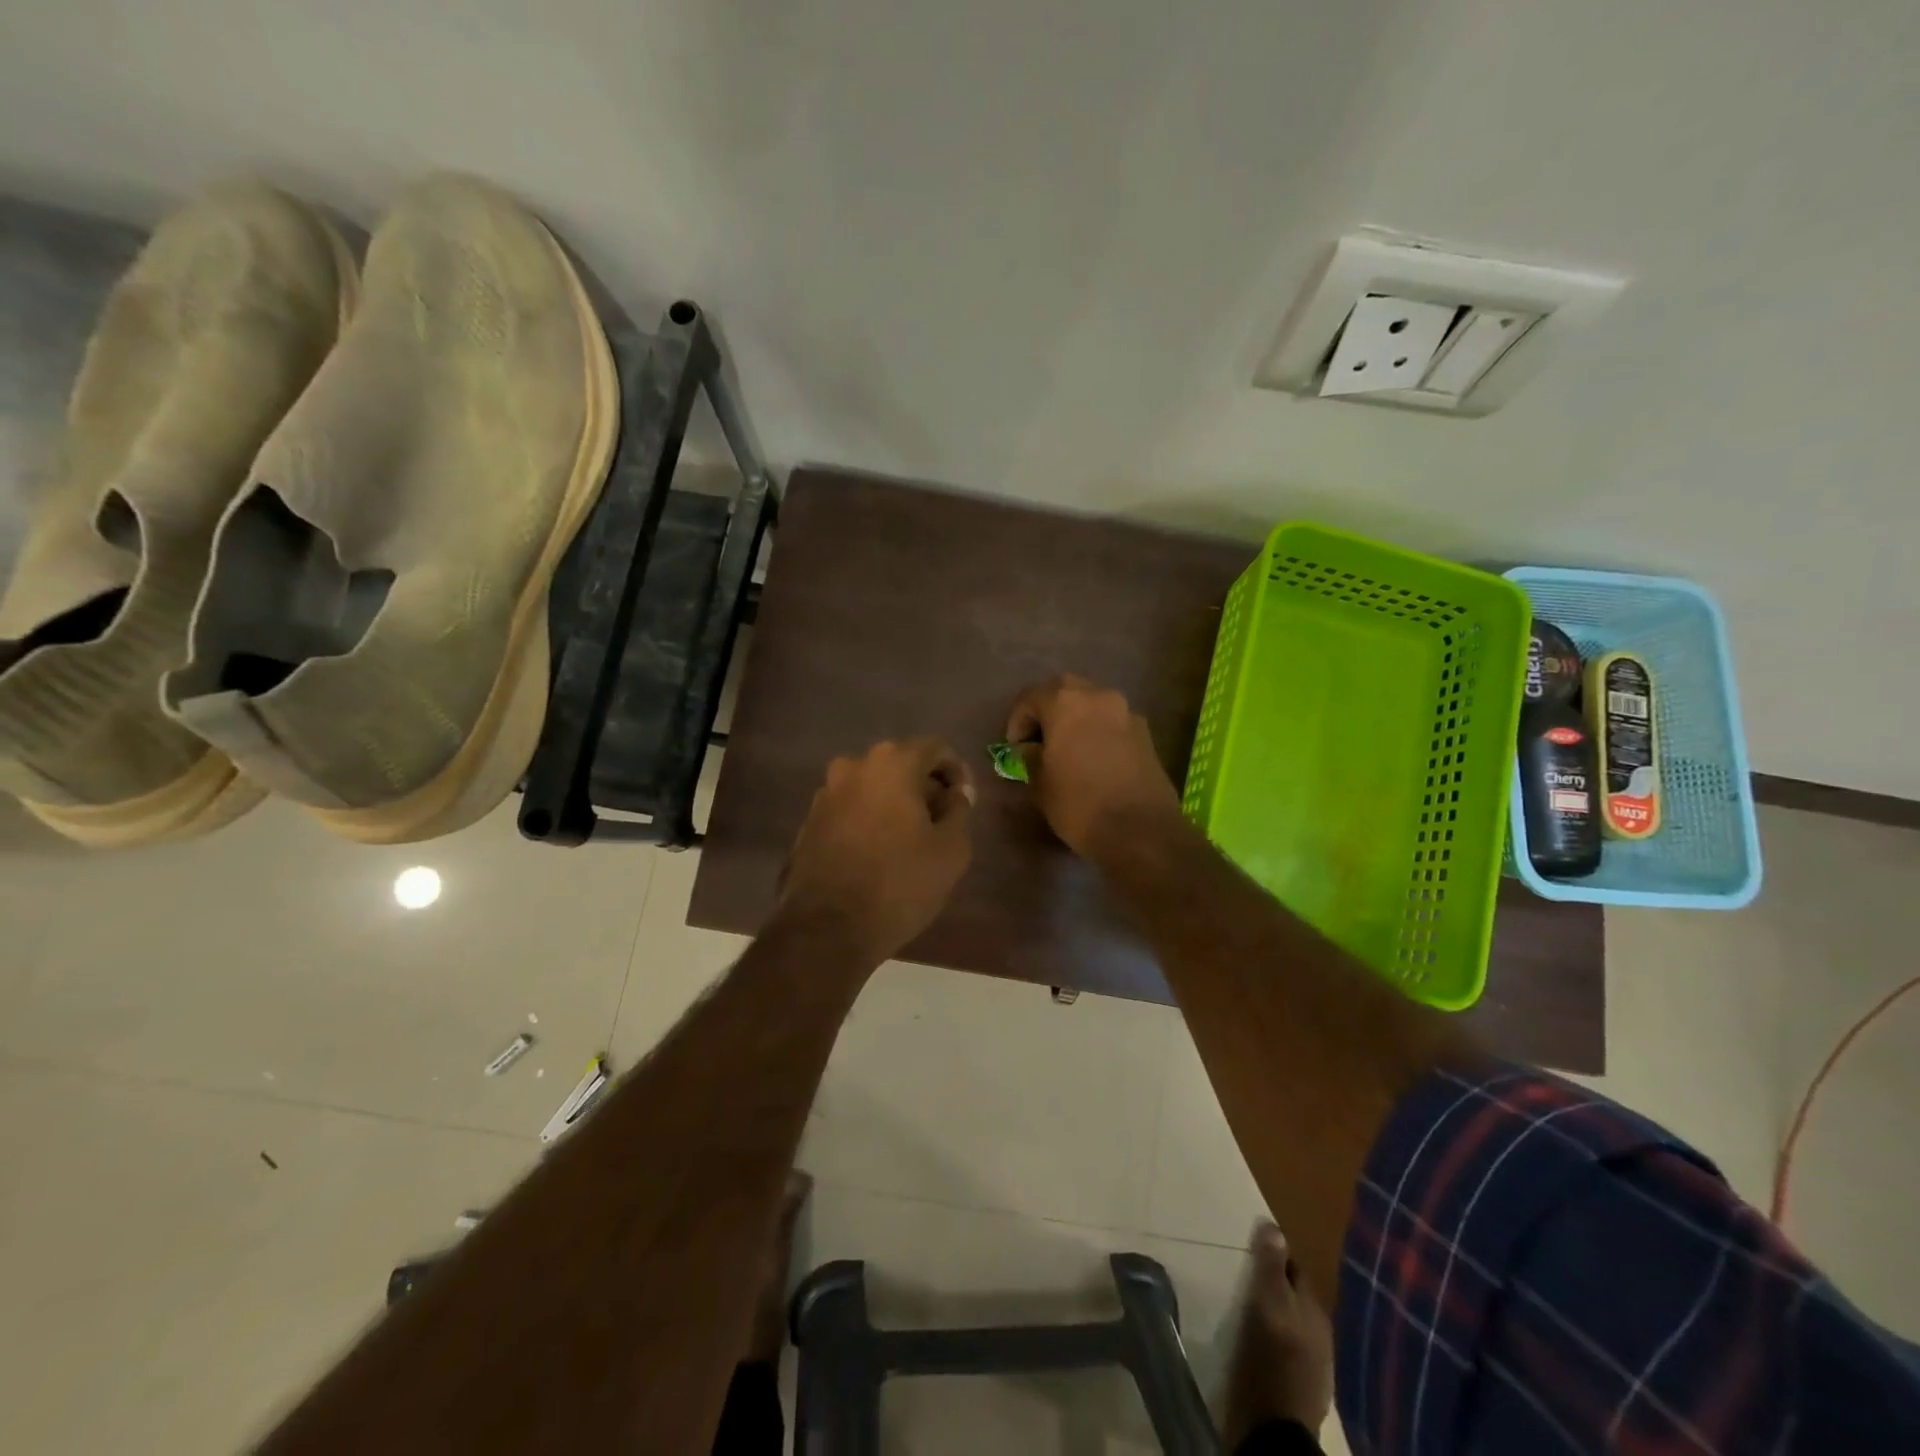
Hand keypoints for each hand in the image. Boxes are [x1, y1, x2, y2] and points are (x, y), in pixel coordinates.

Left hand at [778, 737, 975, 963]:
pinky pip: (850, 809)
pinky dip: (868, 820)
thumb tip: (955, 794)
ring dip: (894, 803)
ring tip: (910, 841)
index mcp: (891, 763)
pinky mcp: (809, 821)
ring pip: (872, 786)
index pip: (935, 748)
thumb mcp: (951, 849)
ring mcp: (826, 793)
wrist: (827, 929)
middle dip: (924, 787)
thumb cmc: (899, 884)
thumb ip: (960, 810)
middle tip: (940, 822)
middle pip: (900, 764)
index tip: (964, 802)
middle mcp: (853, 766)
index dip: (956, 771)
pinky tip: (878, 853)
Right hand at [1005, 675, 1182, 858]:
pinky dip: (1097, 732)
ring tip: (1066, 750)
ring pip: (1092, 704)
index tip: (1014, 748)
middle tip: (1038, 741)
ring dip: (1075, 720)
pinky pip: (1112, 722)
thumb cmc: (1078, 804)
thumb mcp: (1040, 783)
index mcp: (1065, 702)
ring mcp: (1127, 712)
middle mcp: (1098, 696)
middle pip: (1064, 691)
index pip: (1030, 697)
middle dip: (1047, 711)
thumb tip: (1031, 749)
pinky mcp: (1146, 733)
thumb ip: (1030, 757)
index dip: (1017, 721)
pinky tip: (1092, 760)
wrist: (1140, 831)